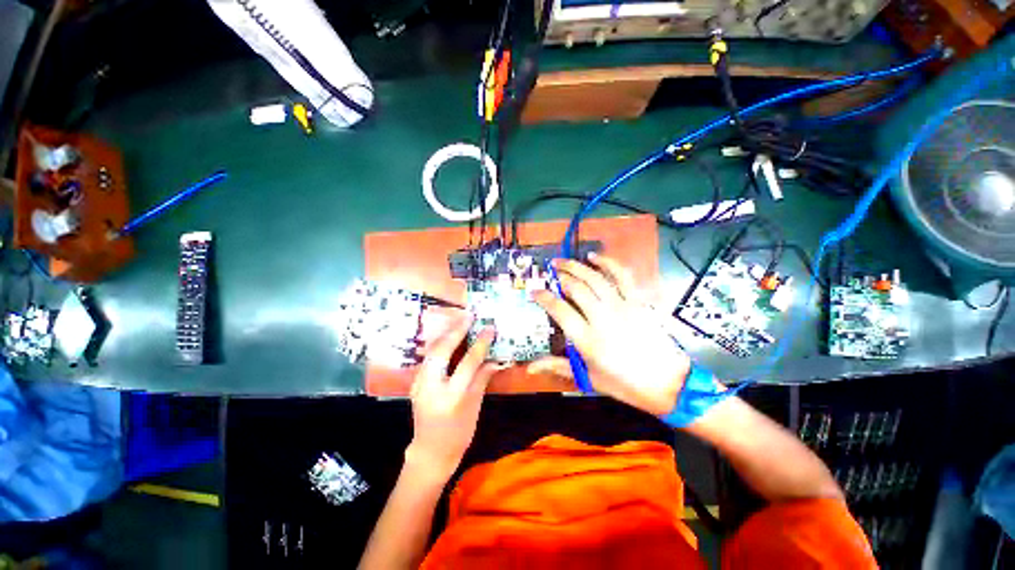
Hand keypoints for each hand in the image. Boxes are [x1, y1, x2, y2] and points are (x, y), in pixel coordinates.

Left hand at [406, 316, 499, 482]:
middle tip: (469, 316)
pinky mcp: (416, 382)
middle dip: (456, 330)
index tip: (489, 328)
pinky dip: (439, 343)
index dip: (480, 343)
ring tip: (460, 320)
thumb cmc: (458, 433)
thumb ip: (483, 379)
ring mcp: (420, 383)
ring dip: (446, 333)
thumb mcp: (475, 407)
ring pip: (432, 350)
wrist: (430, 452)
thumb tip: (495, 359)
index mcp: (452, 396)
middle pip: (442, 350)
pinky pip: (429, 356)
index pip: (468, 362)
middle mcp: (432, 386)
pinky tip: (448, 335)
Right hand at [531, 253, 690, 415]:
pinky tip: (594, 256)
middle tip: (550, 271)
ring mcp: (622, 306)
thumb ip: (557, 367)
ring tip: (563, 261)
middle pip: (576, 288)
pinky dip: (607, 263)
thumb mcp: (588, 378)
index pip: (559, 310)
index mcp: (587, 339)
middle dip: (559, 276)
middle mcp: (602, 318)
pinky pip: (622, 276)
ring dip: (576, 266)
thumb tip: (529, 368)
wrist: (669, 383)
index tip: (535, 291)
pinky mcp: (638, 301)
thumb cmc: (625, 384)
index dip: (543, 297)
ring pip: (594, 278)